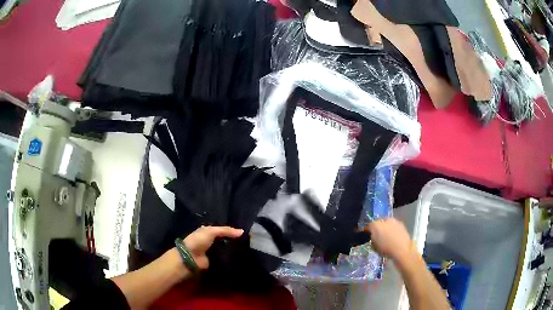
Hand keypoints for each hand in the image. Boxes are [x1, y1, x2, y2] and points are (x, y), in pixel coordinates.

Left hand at [182, 226, 243, 269]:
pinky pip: (226, 258)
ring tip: (248, 249)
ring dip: (234, 249)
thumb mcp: (211, 231)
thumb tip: (242, 231)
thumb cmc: (199, 241)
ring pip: (226, 249)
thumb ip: (226, 231)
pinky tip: (241, 257)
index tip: (245, 232)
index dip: (232, 230)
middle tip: (249, 241)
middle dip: (234, 240)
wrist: (191, 257)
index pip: (223, 230)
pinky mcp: (216, 261)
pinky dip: (231, 257)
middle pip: (225, 239)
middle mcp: (211, 241)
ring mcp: (213, 251)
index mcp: (208, 231)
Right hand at [365, 218, 412, 260]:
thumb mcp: (374, 247)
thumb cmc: (386, 249)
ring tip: (386, 238)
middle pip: (379, 223)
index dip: (366, 230)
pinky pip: (394, 227)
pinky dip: (393, 231)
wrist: (402, 250)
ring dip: (386, 229)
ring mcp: (394, 221)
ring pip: (387, 224)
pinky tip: (393, 238)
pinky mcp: (402, 225)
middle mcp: (385, 220)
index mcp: (376, 225)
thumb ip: (372, 239)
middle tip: (377, 236)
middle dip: (378, 228)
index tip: (365, 235)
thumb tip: (373, 237)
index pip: (368, 226)